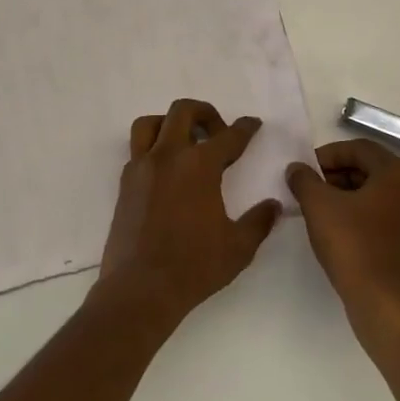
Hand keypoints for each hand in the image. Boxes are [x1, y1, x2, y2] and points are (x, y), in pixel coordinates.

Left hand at [97, 98, 283, 327]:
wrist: (140, 289)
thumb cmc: (194, 266)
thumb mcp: (238, 247)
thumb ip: (259, 221)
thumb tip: (274, 205)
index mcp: (199, 166)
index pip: (228, 136)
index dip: (245, 128)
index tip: (252, 124)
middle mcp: (168, 156)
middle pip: (183, 111)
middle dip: (205, 113)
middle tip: (218, 133)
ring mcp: (142, 167)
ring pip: (151, 123)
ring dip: (170, 124)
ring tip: (185, 142)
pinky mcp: (125, 183)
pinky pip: (137, 150)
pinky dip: (153, 148)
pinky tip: (166, 171)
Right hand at [286, 140, 399, 347]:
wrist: (386, 304)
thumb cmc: (354, 246)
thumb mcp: (318, 205)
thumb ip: (304, 179)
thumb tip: (297, 168)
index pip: (358, 149)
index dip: (327, 155)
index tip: (304, 171)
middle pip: (370, 169)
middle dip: (336, 175)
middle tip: (310, 189)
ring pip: (378, 193)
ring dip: (348, 195)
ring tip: (320, 210)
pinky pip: (386, 216)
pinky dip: (363, 215)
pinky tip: (340, 230)